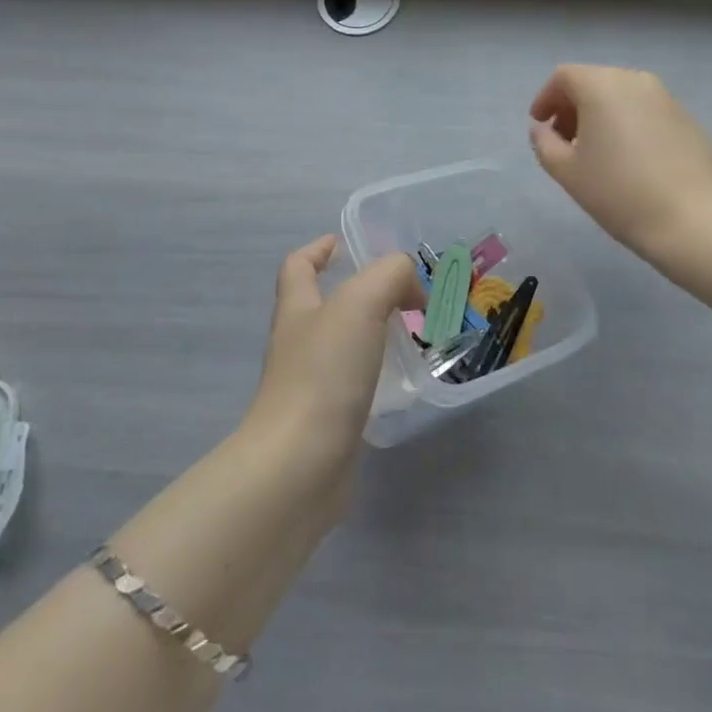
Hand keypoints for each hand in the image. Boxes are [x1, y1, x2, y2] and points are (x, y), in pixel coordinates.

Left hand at [243, 235, 424, 489]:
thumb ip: (389, 277)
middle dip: (358, 293)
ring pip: (343, 347)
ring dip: (373, 334)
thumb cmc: (324, 373)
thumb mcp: (361, 303)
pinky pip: (354, 385)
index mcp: (298, 309)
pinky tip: (405, 380)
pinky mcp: (327, 423)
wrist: (299, 467)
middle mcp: (298, 344)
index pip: (298, 267)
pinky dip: (378, 376)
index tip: (342, 244)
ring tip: (413, 332)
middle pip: (322, 306)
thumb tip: (409, 287)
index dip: (317, 250)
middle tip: (402, 292)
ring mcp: (310, 386)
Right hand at [529, 65, 711, 258]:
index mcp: (602, 86)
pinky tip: (631, 159)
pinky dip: (629, 123)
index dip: (546, 98)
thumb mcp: (567, 171)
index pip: (564, 76)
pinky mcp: (687, 117)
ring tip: (597, 152)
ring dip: (602, 115)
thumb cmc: (618, 191)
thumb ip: (545, 143)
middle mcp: (634, 80)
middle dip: (573, 107)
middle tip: (565, 141)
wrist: (691, 217)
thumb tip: (542, 129)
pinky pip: (646, 111)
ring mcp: (665, 97)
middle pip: (594, 82)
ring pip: (622, 95)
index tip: (540, 125)